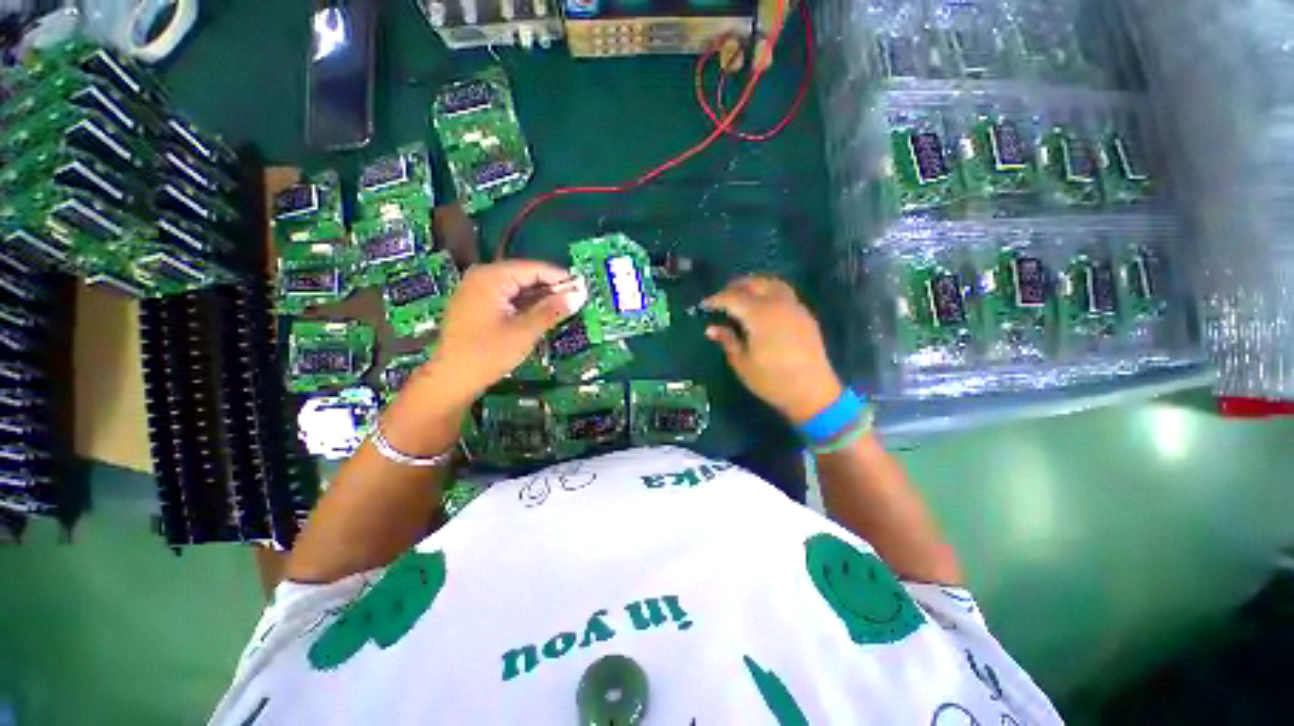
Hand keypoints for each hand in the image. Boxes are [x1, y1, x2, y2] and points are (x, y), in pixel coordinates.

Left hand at [423, 260, 585, 405]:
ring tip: (563, 309)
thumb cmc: (488, 353)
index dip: (560, 278)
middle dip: (551, 288)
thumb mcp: (525, 331)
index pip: (534, 269)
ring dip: (539, 298)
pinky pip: (507, 297)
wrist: (451, 379)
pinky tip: (541, 315)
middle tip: (576, 301)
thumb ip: (552, 310)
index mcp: (491, 278)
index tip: (583, 288)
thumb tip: (579, 294)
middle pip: (525, 276)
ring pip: (516, 287)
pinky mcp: (476, 305)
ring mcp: (476, 291)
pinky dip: (525, 305)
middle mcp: (481, 277)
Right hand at [702, 276, 843, 424]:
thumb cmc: (772, 380)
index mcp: (759, 315)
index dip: (716, 300)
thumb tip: (711, 328)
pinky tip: (763, 307)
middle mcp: (777, 304)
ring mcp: (794, 307)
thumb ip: (727, 341)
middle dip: (735, 286)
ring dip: (754, 285)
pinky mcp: (805, 315)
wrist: (813, 392)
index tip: (704, 305)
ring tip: (742, 296)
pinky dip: (769, 292)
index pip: (733, 298)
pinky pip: (784, 293)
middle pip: (754, 283)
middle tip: (722, 298)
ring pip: (772, 284)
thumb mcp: (743, 363)